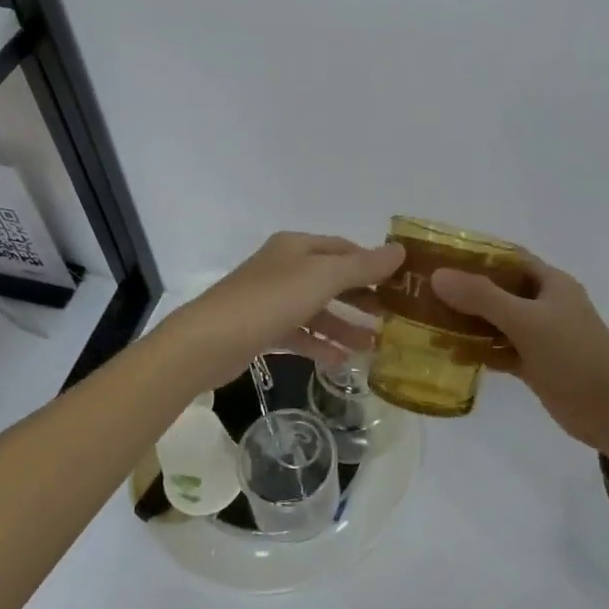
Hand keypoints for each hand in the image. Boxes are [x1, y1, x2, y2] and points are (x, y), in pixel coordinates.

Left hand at [161, 232, 404, 392]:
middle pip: (332, 279)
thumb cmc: (269, 301)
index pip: (344, 249)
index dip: (372, 264)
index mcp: (297, 247)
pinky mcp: (262, 329)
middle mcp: (284, 267)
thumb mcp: (322, 278)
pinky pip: (300, 333)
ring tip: (373, 346)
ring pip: (318, 309)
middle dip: (362, 298)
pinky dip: (321, 344)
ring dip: (345, 325)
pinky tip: (341, 361)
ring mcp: (271, 299)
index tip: (400, 284)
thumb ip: (362, 267)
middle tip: (392, 318)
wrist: (207, 342)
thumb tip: (400, 251)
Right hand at [431, 255, 608, 453]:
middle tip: (424, 291)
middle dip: (464, 290)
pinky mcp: (535, 364)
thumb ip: (483, 298)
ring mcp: (540, 336)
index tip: (439, 256)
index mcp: (550, 283)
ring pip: (497, 322)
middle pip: (498, 290)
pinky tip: (450, 354)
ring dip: (467, 322)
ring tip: (427, 322)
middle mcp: (544, 304)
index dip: (476, 254)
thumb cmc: (574, 355)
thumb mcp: (527, 321)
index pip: (508, 258)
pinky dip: (479, 351)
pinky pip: (500, 351)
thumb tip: (438, 276)